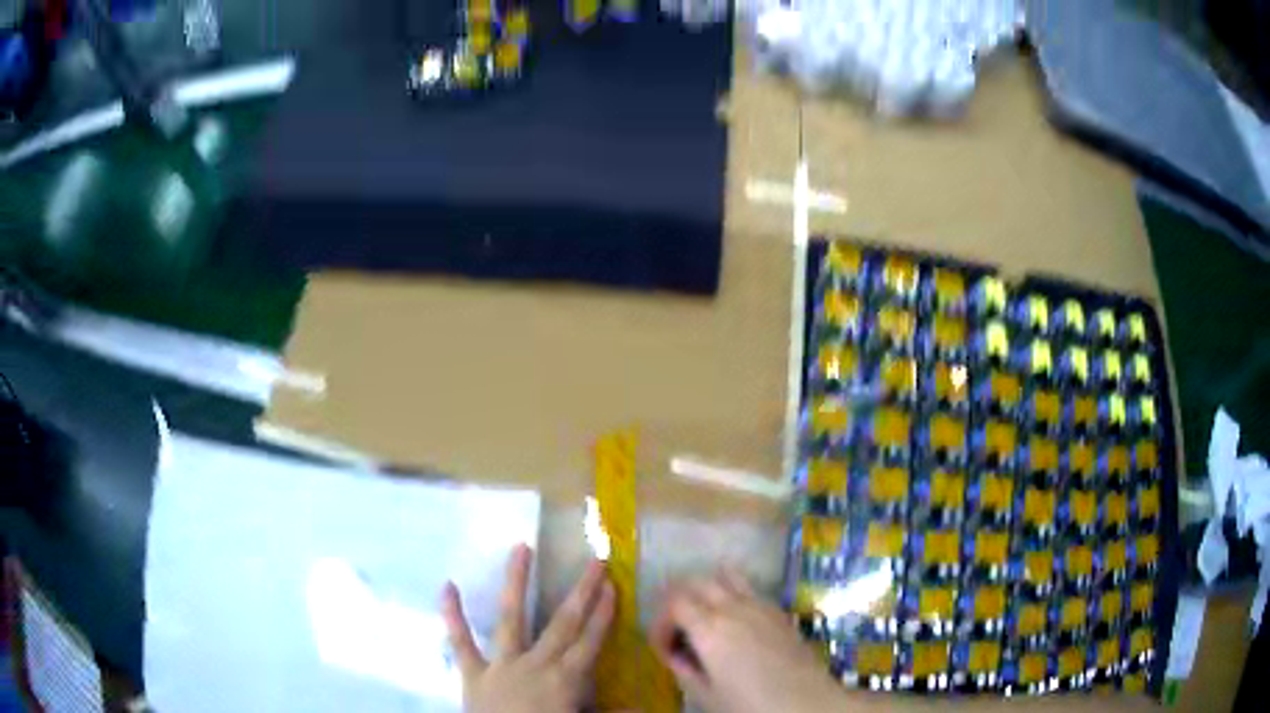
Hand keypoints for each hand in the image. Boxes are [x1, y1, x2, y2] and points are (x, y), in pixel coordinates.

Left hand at [441, 545, 614, 712]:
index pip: (590, 642)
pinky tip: (447, 585)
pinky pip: (461, 642)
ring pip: (511, 618)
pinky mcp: (472, 672)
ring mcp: (500, 665)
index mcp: (565, 681)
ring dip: (516, 582)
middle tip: (595, 561)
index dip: (603, 614)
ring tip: (521, 547)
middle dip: (581, 592)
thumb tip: (646, 706)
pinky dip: (452, 615)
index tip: (612, 585)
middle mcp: (535, 665)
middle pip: (563, 624)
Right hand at [651, 571, 846, 712]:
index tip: (663, 647)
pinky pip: (749, 589)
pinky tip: (736, 623)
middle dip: (679, 600)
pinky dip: (733, 595)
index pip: (673, 602)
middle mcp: (733, 607)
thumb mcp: (706, 695)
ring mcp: (760, 605)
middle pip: (696, 581)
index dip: (661, 620)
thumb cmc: (750, 705)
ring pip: (725, 576)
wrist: (807, 702)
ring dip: (707, 590)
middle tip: (677, 630)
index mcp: (709, 628)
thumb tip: (674, 654)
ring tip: (704, 617)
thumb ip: (684, 669)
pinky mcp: (780, 611)